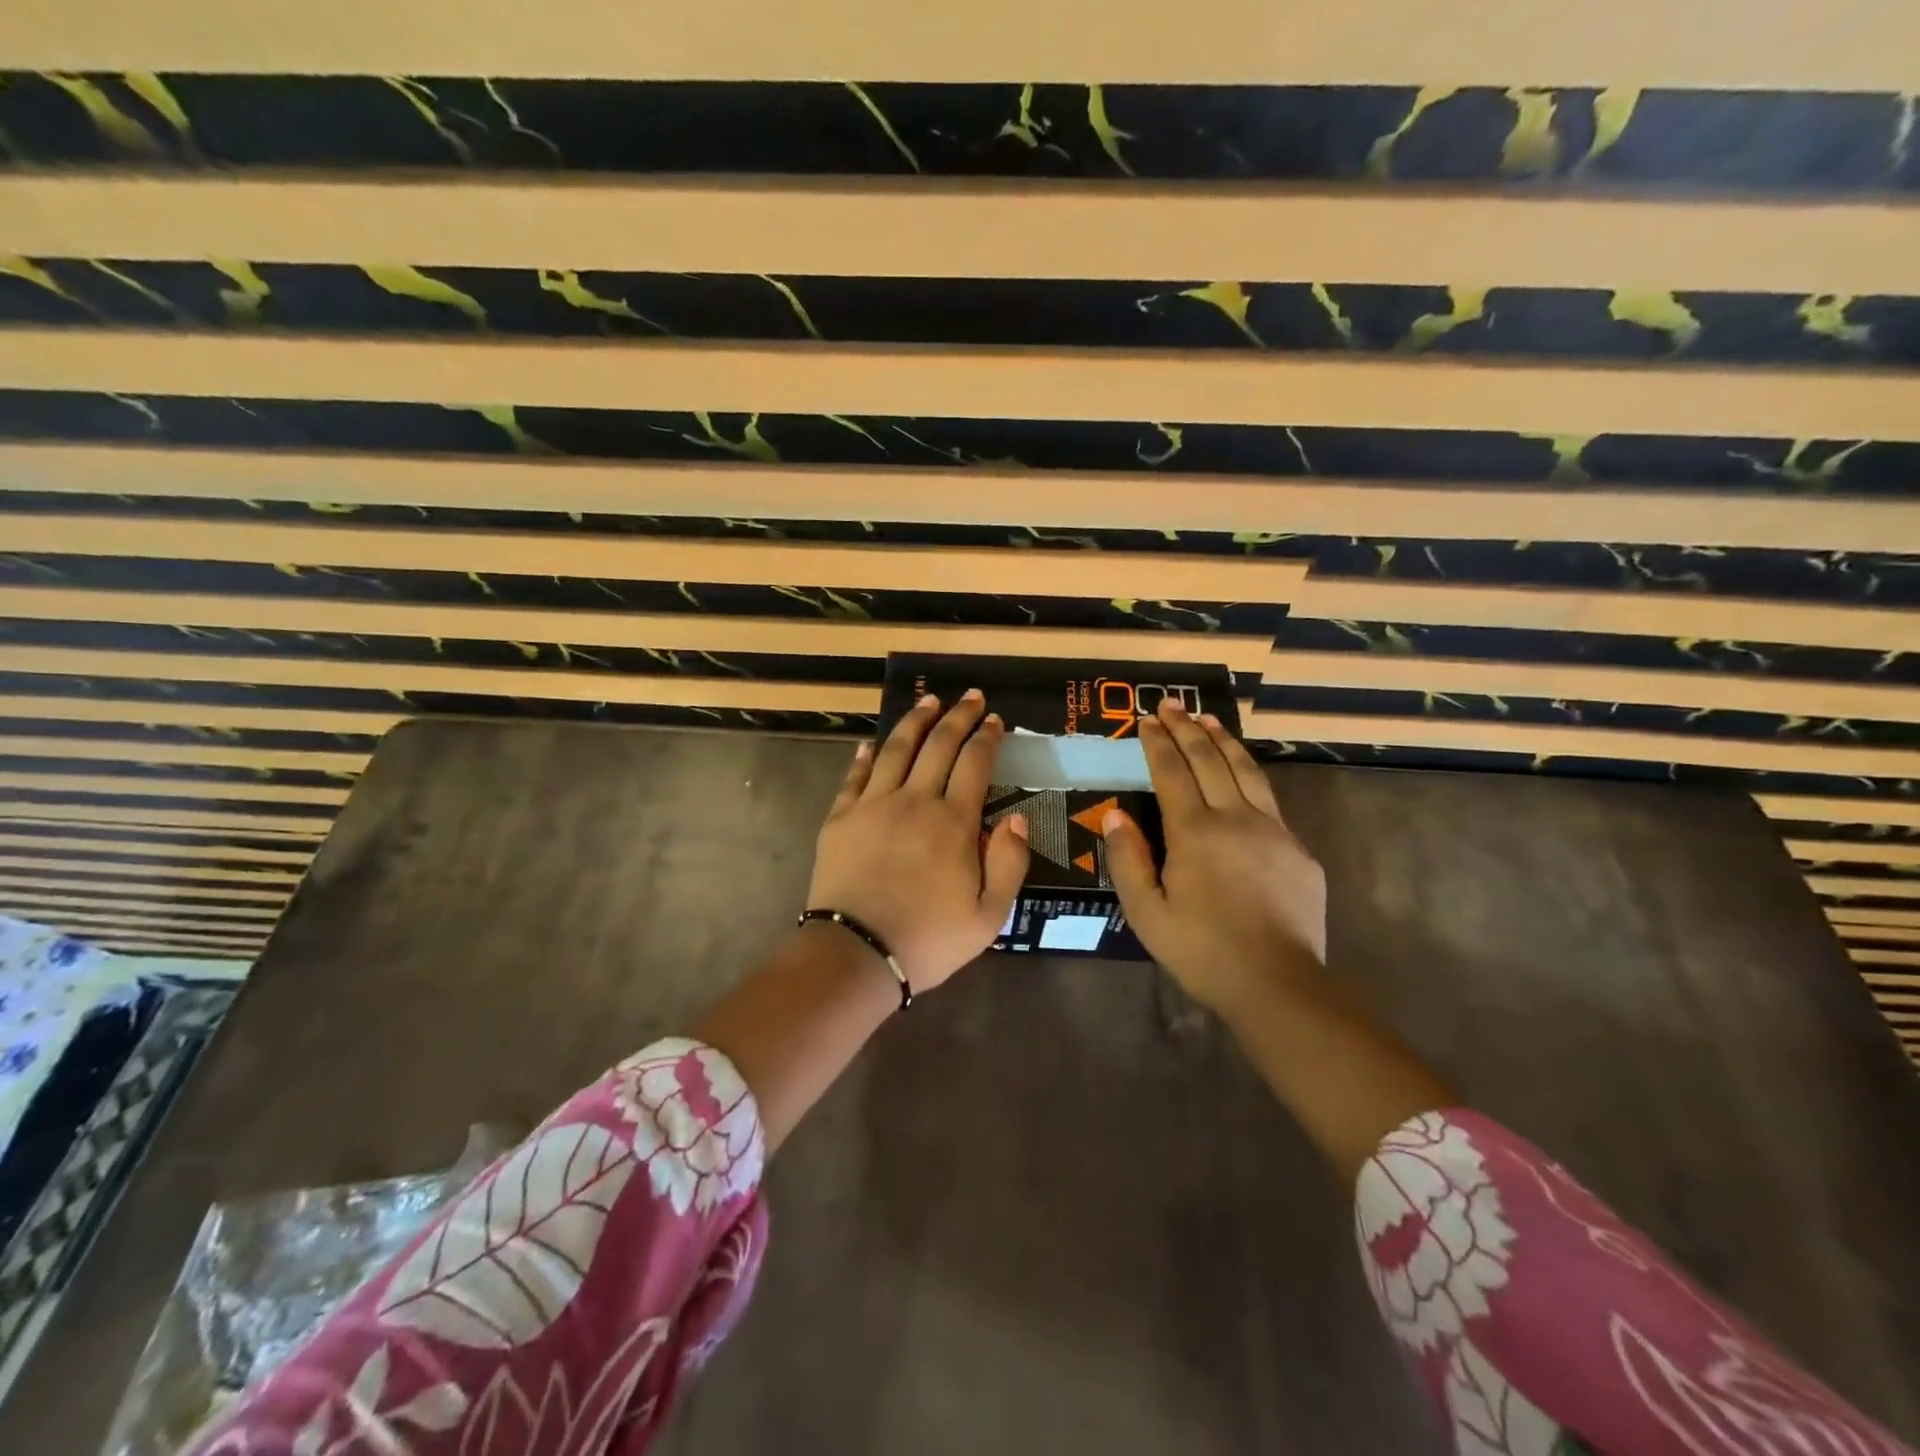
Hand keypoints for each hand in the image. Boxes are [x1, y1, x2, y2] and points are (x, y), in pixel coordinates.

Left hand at [808, 690, 1030, 991]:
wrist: (857, 954)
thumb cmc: (928, 940)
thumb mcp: (988, 916)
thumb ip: (1009, 863)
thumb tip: (1016, 818)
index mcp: (954, 823)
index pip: (974, 764)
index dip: (986, 738)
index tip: (994, 719)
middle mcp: (914, 801)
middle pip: (938, 746)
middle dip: (957, 716)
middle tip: (969, 696)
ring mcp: (873, 806)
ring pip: (896, 749)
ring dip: (915, 722)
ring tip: (928, 701)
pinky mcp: (840, 818)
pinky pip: (855, 777)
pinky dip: (865, 756)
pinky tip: (870, 743)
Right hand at [1102, 700, 1326, 1014]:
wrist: (1278, 983)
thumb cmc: (1202, 950)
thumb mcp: (1146, 913)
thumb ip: (1127, 860)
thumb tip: (1116, 814)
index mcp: (1194, 832)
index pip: (1171, 773)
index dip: (1157, 743)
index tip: (1146, 718)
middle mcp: (1234, 818)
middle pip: (1209, 760)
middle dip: (1186, 729)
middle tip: (1171, 704)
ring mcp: (1272, 830)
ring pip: (1246, 771)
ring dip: (1223, 741)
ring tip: (1208, 719)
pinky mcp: (1297, 849)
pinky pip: (1269, 800)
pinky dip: (1249, 774)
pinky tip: (1242, 773)